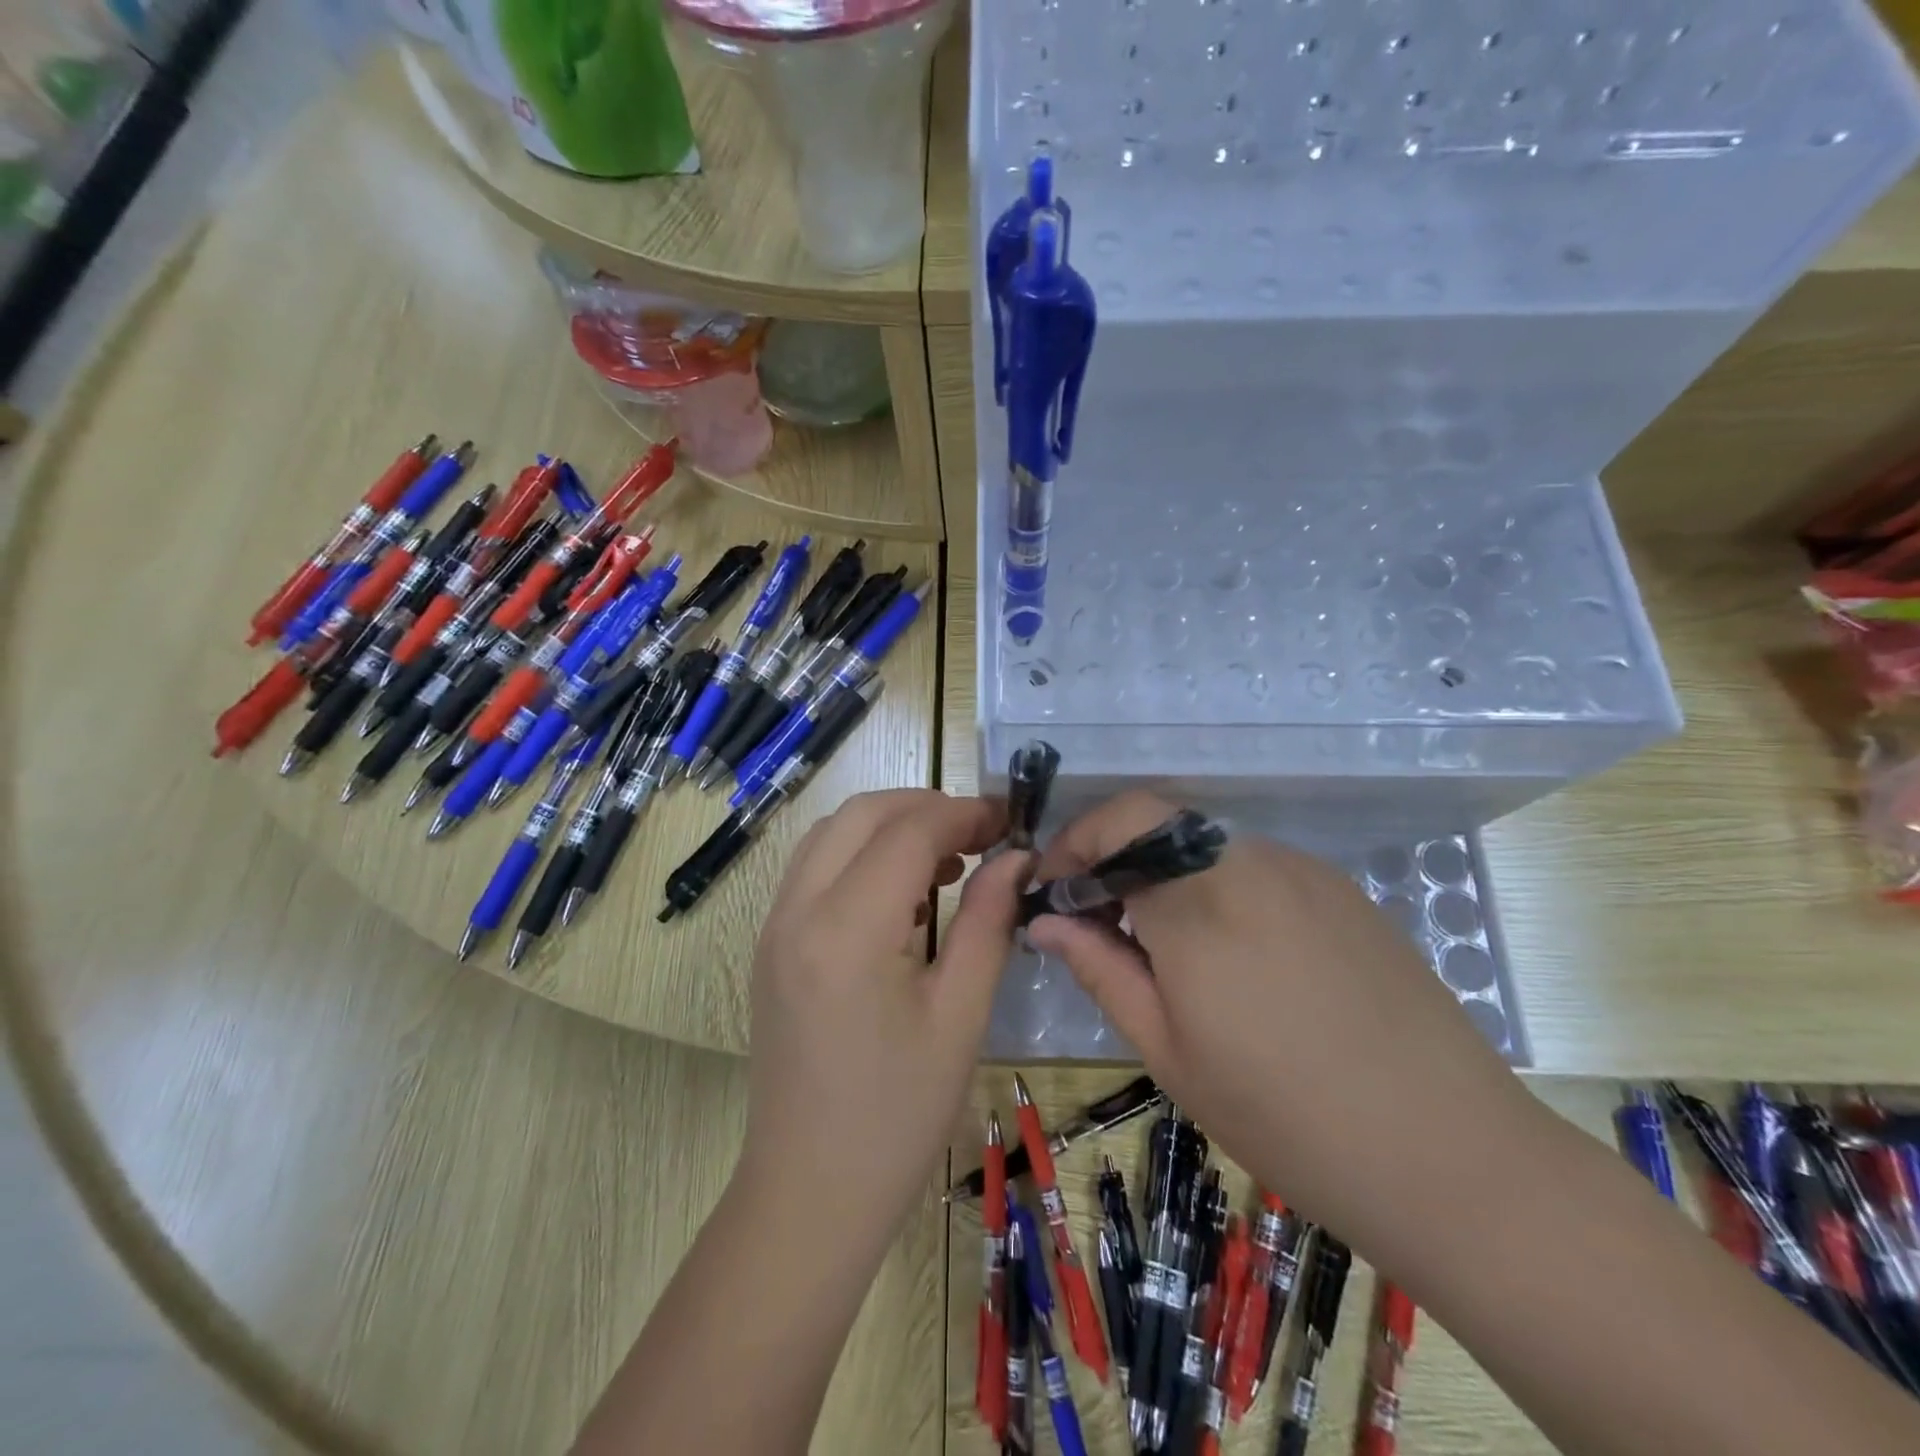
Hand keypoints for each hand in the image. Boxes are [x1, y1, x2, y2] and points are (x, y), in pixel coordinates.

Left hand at [736, 789, 1029, 1242]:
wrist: (809, 1193)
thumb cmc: (898, 1117)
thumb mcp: (960, 1017)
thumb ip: (989, 922)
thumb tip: (1016, 858)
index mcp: (847, 930)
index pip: (908, 832)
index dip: (963, 814)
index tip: (1008, 821)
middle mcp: (797, 911)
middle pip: (861, 814)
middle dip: (925, 807)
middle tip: (980, 835)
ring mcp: (774, 926)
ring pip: (831, 834)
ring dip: (889, 828)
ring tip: (947, 864)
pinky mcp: (770, 945)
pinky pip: (814, 869)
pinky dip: (860, 856)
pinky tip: (903, 897)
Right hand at [1026, 792, 1542, 1255]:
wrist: (1449, 1156)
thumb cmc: (1284, 1117)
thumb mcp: (1168, 1051)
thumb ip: (1099, 968)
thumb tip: (1043, 920)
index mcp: (1198, 903)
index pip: (1116, 824)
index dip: (1074, 846)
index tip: (1054, 892)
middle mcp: (1249, 864)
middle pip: (1158, 824)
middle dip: (1114, 859)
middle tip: (1099, 922)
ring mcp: (1302, 871)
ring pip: (1204, 845)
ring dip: (1165, 874)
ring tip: (1163, 945)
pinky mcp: (1340, 889)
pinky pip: (1254, 867)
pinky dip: (1216, 887)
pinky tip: (1233, 954)